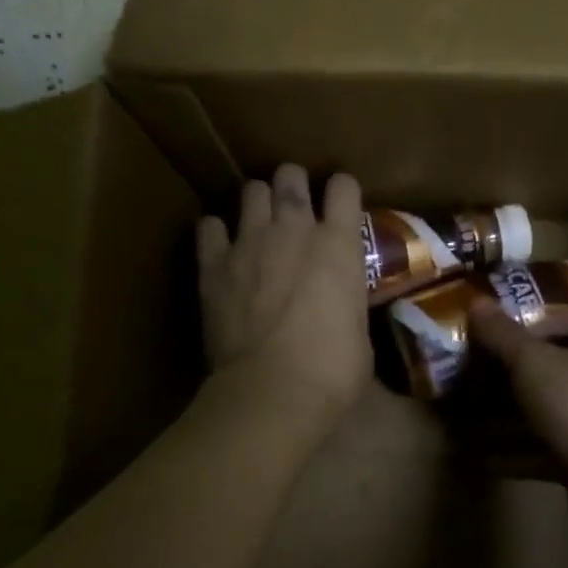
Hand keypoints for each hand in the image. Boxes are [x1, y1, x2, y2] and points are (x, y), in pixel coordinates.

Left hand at [197, 166, 370, 439]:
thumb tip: (340, 304)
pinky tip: (221, 246)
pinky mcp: (214, 265)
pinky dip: (216, 232)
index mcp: (339, 245)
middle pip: (290, 176)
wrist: (273, 391)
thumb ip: (347, 300)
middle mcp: (295, 230)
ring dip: (258, 201)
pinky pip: (208, 226)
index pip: (344, 187)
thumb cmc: (332, 370)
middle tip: (295, 204)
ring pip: (251, 191)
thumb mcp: (359, 330)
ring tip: (259, 221)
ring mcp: (250, 243)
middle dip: (294, 183)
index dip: (342, 191)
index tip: (340, 204)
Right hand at [469, 302, 567, 511]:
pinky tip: (479, 457)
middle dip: (507, 375)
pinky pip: (539, 452)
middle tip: (467, 371)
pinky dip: (512, 454)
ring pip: (541, 415)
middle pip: (547, 372)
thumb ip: (503, 334)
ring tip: (463, 417)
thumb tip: (475, 300)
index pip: (563, 325)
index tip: (491, 324)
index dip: (528, 322)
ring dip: (505, 419)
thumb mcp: (534, 361)